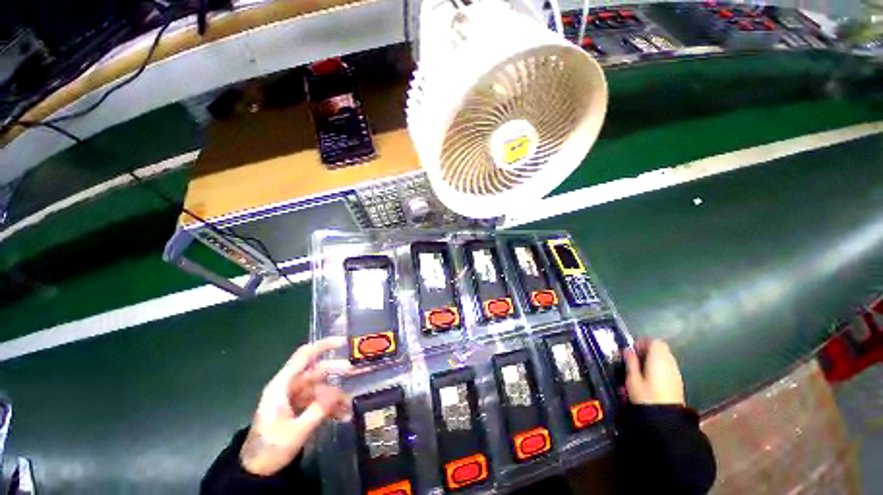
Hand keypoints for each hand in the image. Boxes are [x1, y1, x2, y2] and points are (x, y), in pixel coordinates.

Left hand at [240, 337, 351, 475]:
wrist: (255, 472)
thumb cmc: (271, 448)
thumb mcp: (297, 431)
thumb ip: (319, 409)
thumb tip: (339, 391)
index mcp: (282, 385)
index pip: (304, 356)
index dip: (323, 345)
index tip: (344, 342)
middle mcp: (289, 387)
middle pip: (316, 371)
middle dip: (335, 372)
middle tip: (354, 373)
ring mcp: (294, 398)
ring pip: (320, 388)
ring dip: (335, 397)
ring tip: (349, 408)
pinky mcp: (298, 409)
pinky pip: (318, 402)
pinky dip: (330, 407)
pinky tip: (343, 416)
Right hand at [623, 339, 684, 405]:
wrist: (666, 419)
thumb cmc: (646, 396)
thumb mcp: (632, 379)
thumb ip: (630, 362)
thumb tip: (627, 350)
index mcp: (658, 359)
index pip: (654, 342)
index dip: (642, 342)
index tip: (632, 350)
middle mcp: (670, 362)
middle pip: (661, 348)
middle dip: (648, 350)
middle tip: (635, 358)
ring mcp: (676, 372)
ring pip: (665, 358)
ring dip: (654, 358)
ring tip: (641, 368)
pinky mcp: (678, 382)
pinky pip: (668, 367)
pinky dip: (660, 367)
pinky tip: (651, 377)